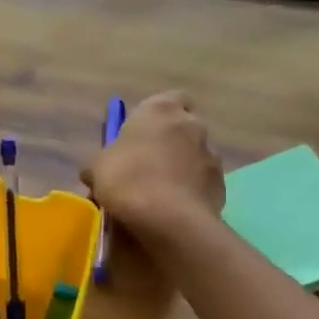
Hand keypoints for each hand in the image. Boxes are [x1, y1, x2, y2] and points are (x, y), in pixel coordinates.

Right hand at [83, 91, 224, 232]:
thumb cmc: (126, 179)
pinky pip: (203, 183)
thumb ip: (102, 161)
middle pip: (183, 128)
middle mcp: (192, 125)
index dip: (155, 117)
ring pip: (195, 156)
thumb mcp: (97, 168)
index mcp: (160, 110)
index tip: (140, 135)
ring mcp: (211, 155)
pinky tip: (174, 210)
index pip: (168, 99)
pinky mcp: (221, 184)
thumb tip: (98, 171)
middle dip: (170, 143)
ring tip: (160, 194)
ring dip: (182, 168)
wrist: (167, 218)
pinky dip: (191, 192)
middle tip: (147, 166)